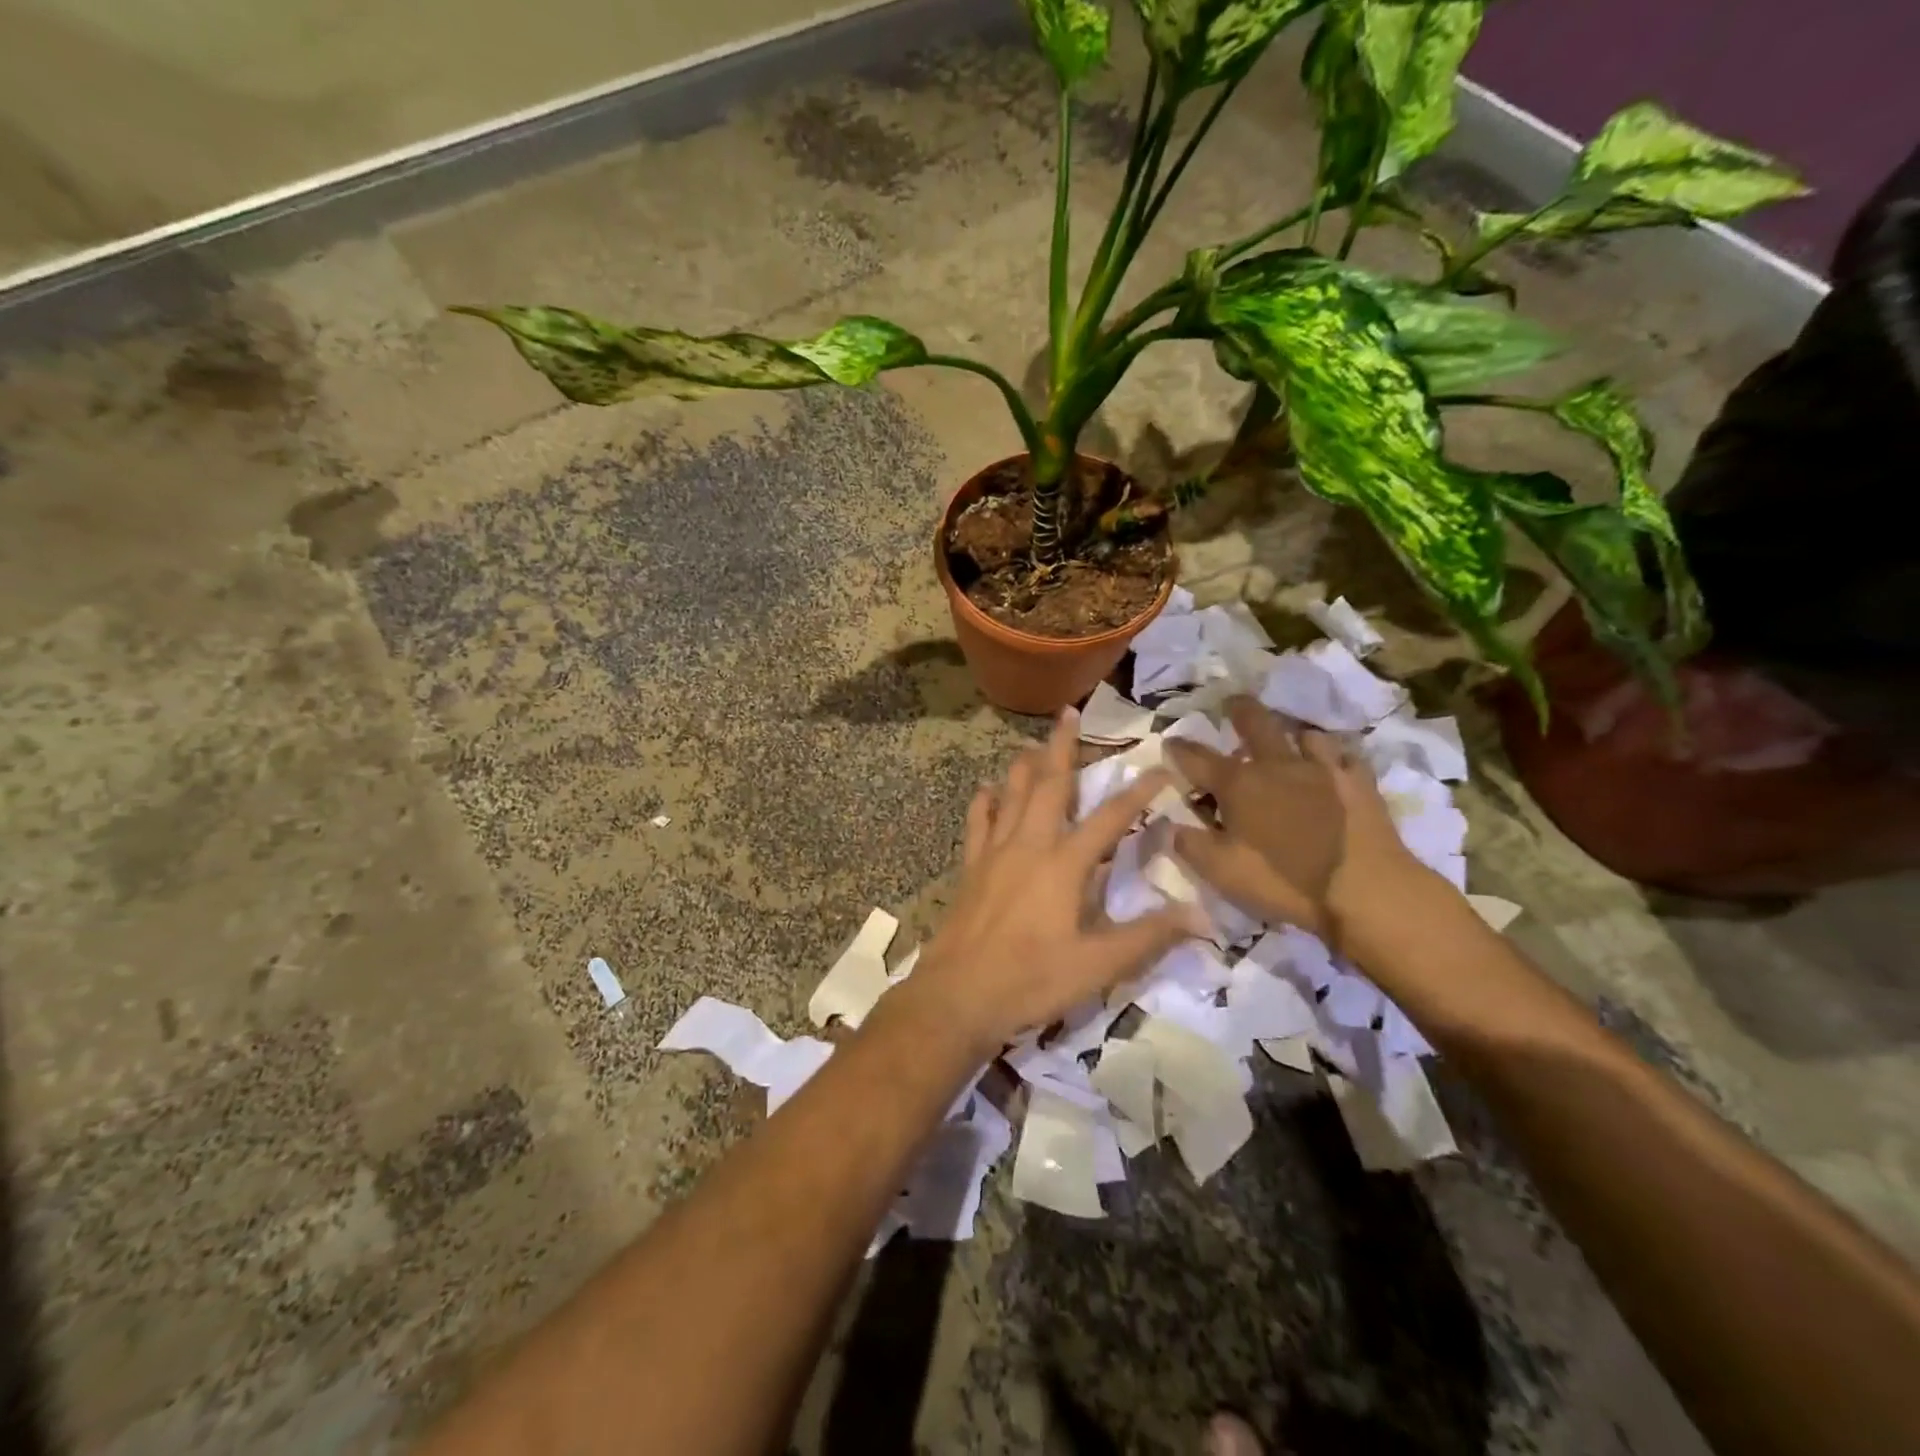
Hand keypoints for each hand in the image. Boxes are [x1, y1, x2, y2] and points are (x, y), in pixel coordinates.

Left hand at [894, 709, 1206, 1058]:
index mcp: (1064, 865)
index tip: (1159, 768)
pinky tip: (986, 789)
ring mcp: (994, 853)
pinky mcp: (971, 868)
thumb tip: (1201, 915)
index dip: (1137, 792)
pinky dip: (984, 802)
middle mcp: (1029, 845)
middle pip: (1050, 786)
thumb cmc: (1031, 980)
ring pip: (1012, 796)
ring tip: (1034, 743)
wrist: (957, 995)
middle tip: (1070, 712)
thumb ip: (1148, 937)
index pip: (1110, 818)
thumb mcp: (1097, 966)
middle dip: (1063, 748)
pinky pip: (978, 823)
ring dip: (1026, 766)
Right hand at [1164, 696, 1424, 947]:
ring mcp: (1323, 769)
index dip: (1180, 749)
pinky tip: (1334, 764)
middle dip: (1240, 710)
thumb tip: (1169, 825)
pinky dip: (1334, 757)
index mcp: (1239, 784)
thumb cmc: (1284, 881)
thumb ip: (1190, 844)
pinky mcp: (1359, 783)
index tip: (1170, 741)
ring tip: (1289, 738)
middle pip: (1255, 723)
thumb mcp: (1222, 871)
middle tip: (1233, 703)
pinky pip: (1345, 756)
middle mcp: (1277, 765)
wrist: (1366, 891)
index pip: (1197, 759)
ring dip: (1292, 733)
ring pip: (1305, 734)